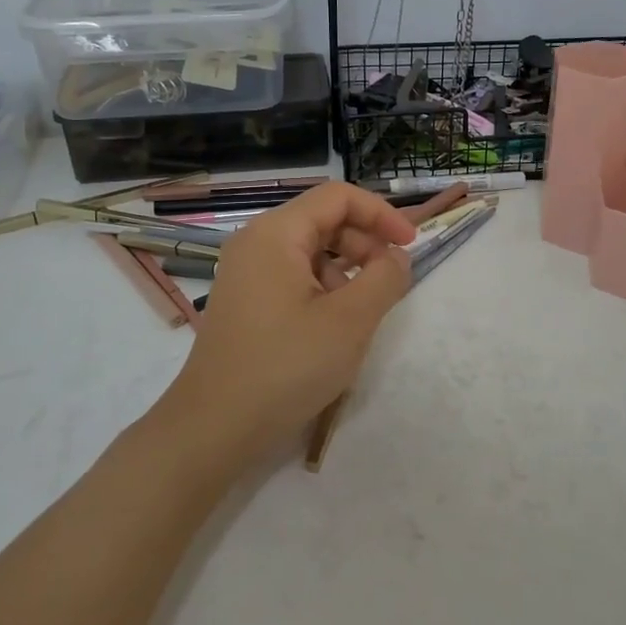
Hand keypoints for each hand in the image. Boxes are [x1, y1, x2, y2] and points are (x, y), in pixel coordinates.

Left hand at [156, 183, 416, 467]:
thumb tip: (396, 257)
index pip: (338, 197)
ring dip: (346, 269)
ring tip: (362, 310)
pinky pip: (293, 276)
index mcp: (276, 234)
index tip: (411, 246)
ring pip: (310, 250)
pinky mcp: (246, 301)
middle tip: (390, 282)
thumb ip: (385, 278)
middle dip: (365, 243)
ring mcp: (246, 272)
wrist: (215, 427)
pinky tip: (333, 326)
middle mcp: (256, 242)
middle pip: (323, 220)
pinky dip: (323, 288)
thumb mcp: (350, 321)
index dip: (381, 214)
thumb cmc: (286, 367)